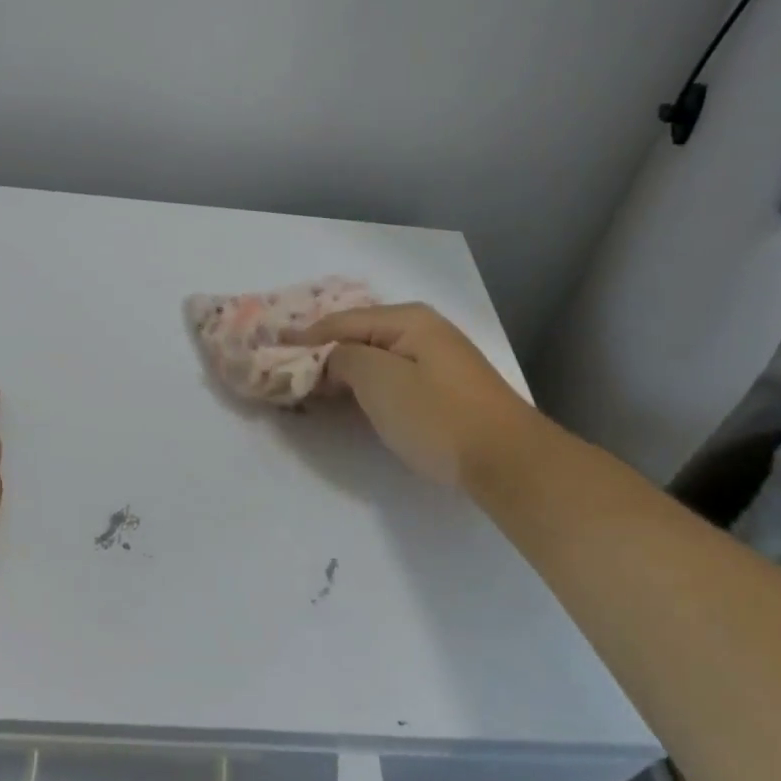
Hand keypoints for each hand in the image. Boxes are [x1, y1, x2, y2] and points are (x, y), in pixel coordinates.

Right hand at [290, 303, 534, 491]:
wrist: (507, 461)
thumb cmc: (436, 415)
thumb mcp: (379, 380)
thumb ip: (344, 358)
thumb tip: (333, 359)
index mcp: (408, 319)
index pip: (342, 321)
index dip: (306, 336)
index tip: (274, 346)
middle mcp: (424, 329)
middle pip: (360, 335)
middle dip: (324, 351)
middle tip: (289, 369)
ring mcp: (438, 359)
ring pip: (377, 357)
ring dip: (345, 369)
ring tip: (313, 385)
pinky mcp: (446, 388)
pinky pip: (393, 375)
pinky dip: (367, 383)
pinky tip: (353, 397)